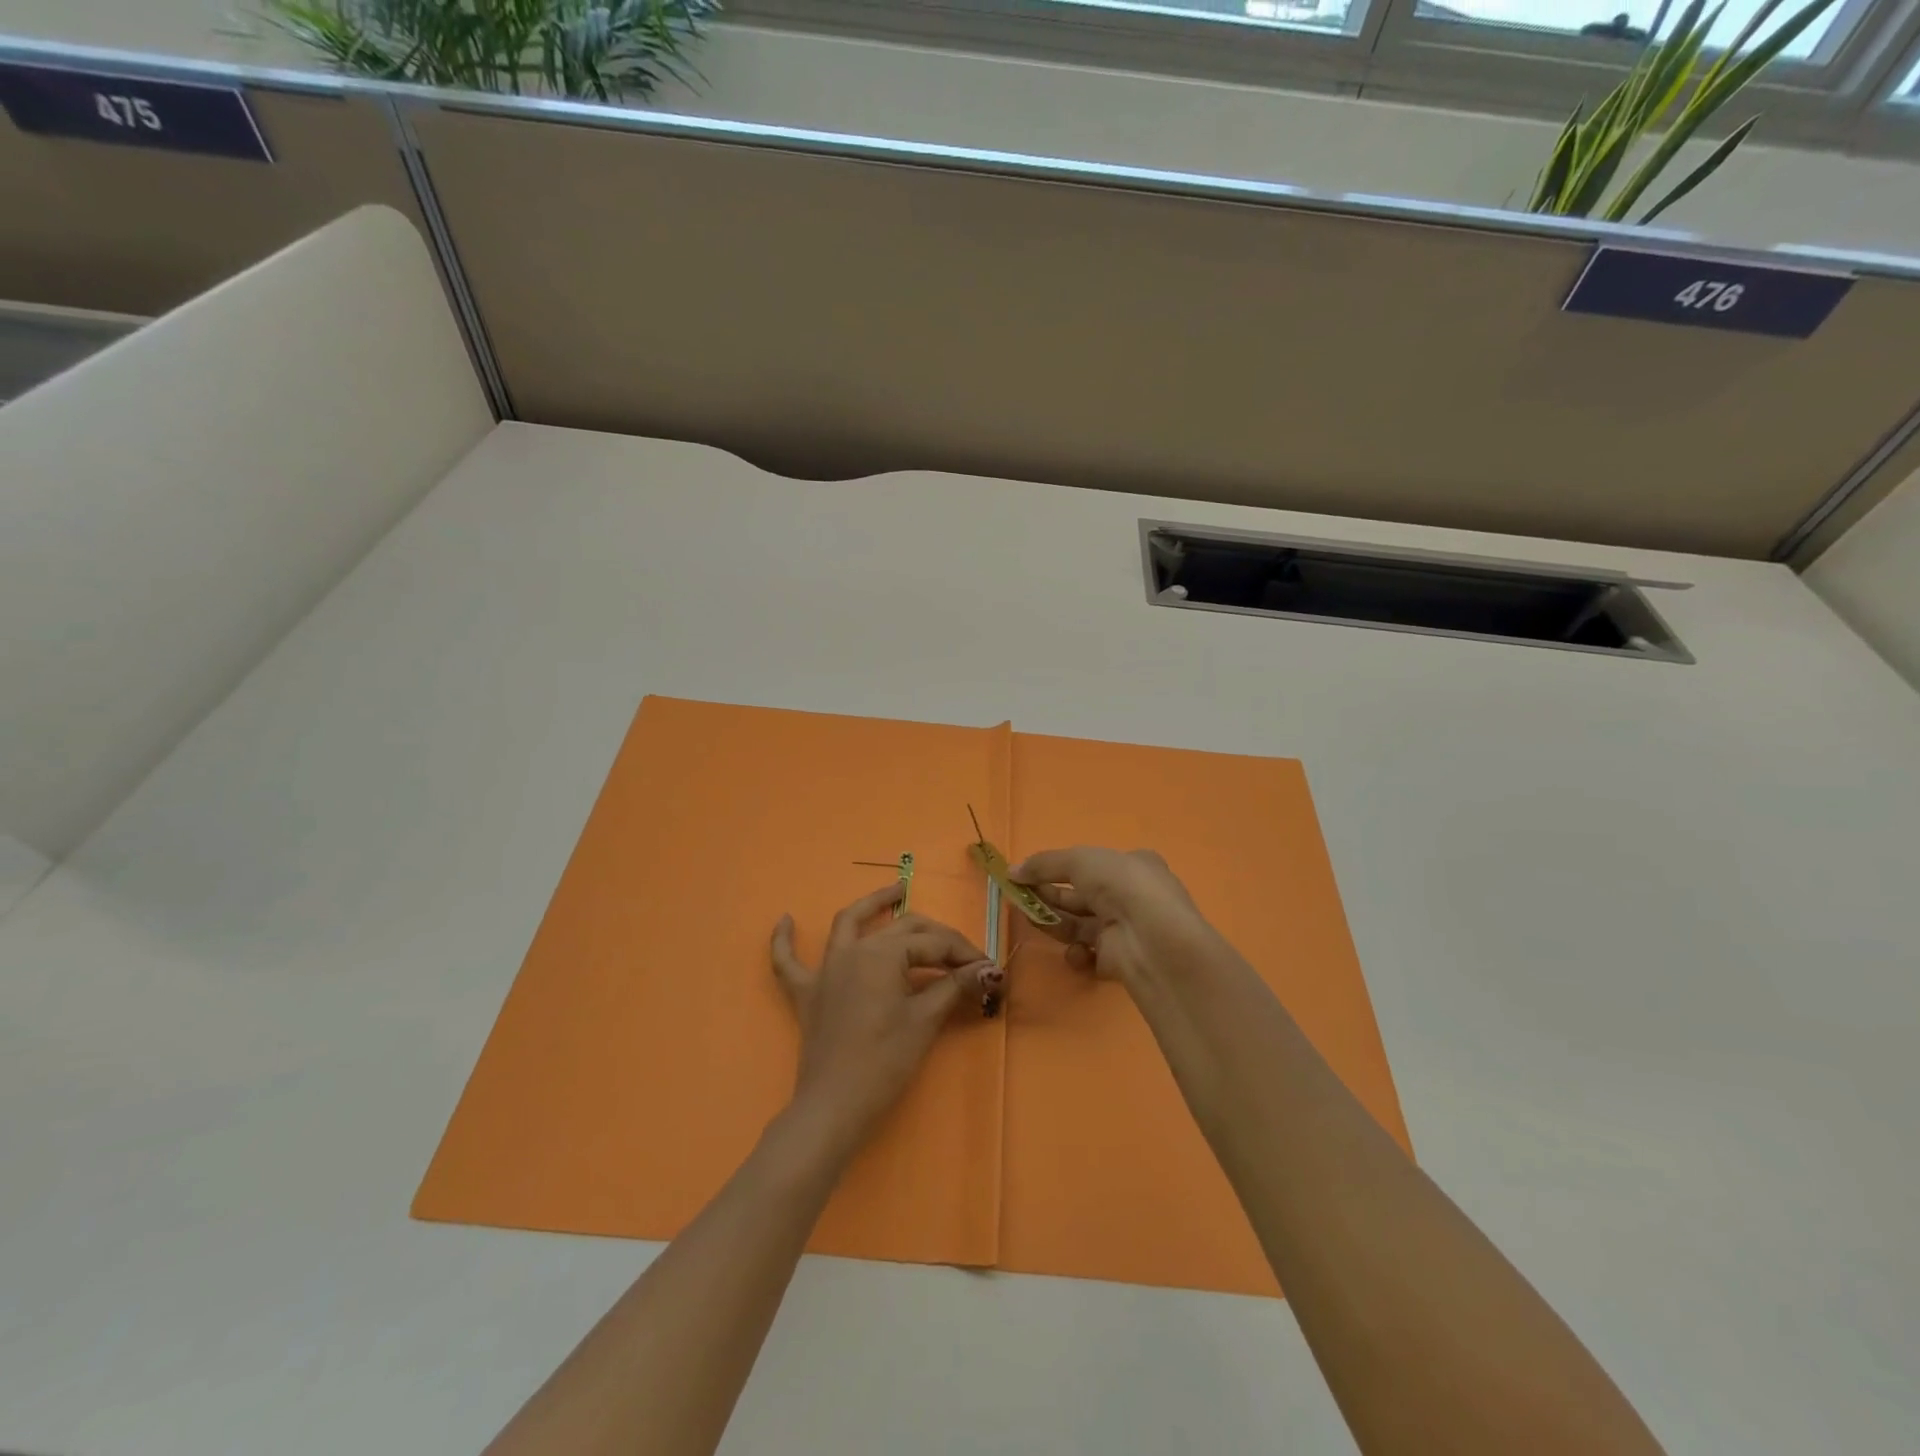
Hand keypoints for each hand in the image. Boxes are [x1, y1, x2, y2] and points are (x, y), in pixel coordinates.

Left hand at [770, 883, 997, 1156]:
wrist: (834, 1106)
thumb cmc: (884, 1062)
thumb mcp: (925, 1021)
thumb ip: (955, 987)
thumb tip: (989, 970)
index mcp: (883, 953)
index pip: (933, 944)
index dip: (964, 955)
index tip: (989, 969)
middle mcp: (853, 950)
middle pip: (902, 929)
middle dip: (936, 937)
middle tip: (962, 954)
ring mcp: (825, 969)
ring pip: (849, 923)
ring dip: (873, 904)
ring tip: (896, 890)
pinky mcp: (807, 993)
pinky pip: (788, 962)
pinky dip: (784, 940)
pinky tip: (785, 919)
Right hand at [1011, 847, 1215, 990]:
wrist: (1151, 940)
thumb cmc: (1121, 885)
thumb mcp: (1079, 861)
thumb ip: (1043, 864)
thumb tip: (1011, 871)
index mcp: (1134, 865)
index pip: (1092, 864)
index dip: (1059, 868)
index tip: (1029, 873)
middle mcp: (1132, 896)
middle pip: (1081, 895)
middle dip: (1050, 894)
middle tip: (1019, 896)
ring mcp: (1126, 930)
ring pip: (1080, 924)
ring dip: (1054, 921)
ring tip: (1029, 917)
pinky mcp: (1119, 960)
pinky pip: (1089, 954)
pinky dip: (1076, 953)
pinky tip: (1076, 950)